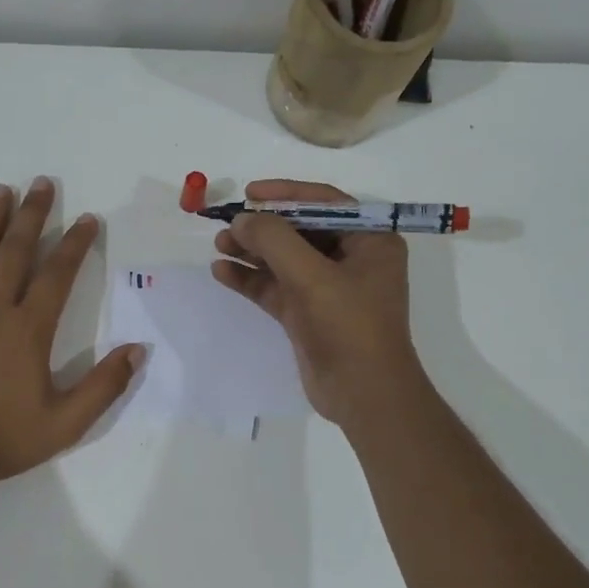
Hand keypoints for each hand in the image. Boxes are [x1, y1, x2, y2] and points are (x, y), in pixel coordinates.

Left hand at [0, 179, 141, 484]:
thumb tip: (138, 350)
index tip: (87, 219)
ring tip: (0, 190)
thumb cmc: (3, 439)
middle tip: (42, 183)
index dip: (74, 244)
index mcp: (28, 330)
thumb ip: (104, 385)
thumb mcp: (66, 423)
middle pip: (15, 252)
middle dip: (32, 215)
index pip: (57, 275)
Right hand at [211, 179, 428, 427]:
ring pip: (284, 260)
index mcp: (370, 240)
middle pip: (300, 230)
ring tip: (219, 246)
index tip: (250, 193)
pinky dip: (251, 279)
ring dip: (252, 252)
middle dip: (263, 227)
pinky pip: (275, 287)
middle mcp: (351, 259)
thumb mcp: (312, 276)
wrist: (363, 394)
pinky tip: (222, 272)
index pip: (325, 202)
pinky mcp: (308, 314)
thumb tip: (242, 219)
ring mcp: (328, 289)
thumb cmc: (349, 326)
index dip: (286, 193)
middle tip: (227, 225)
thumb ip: (274, 241)